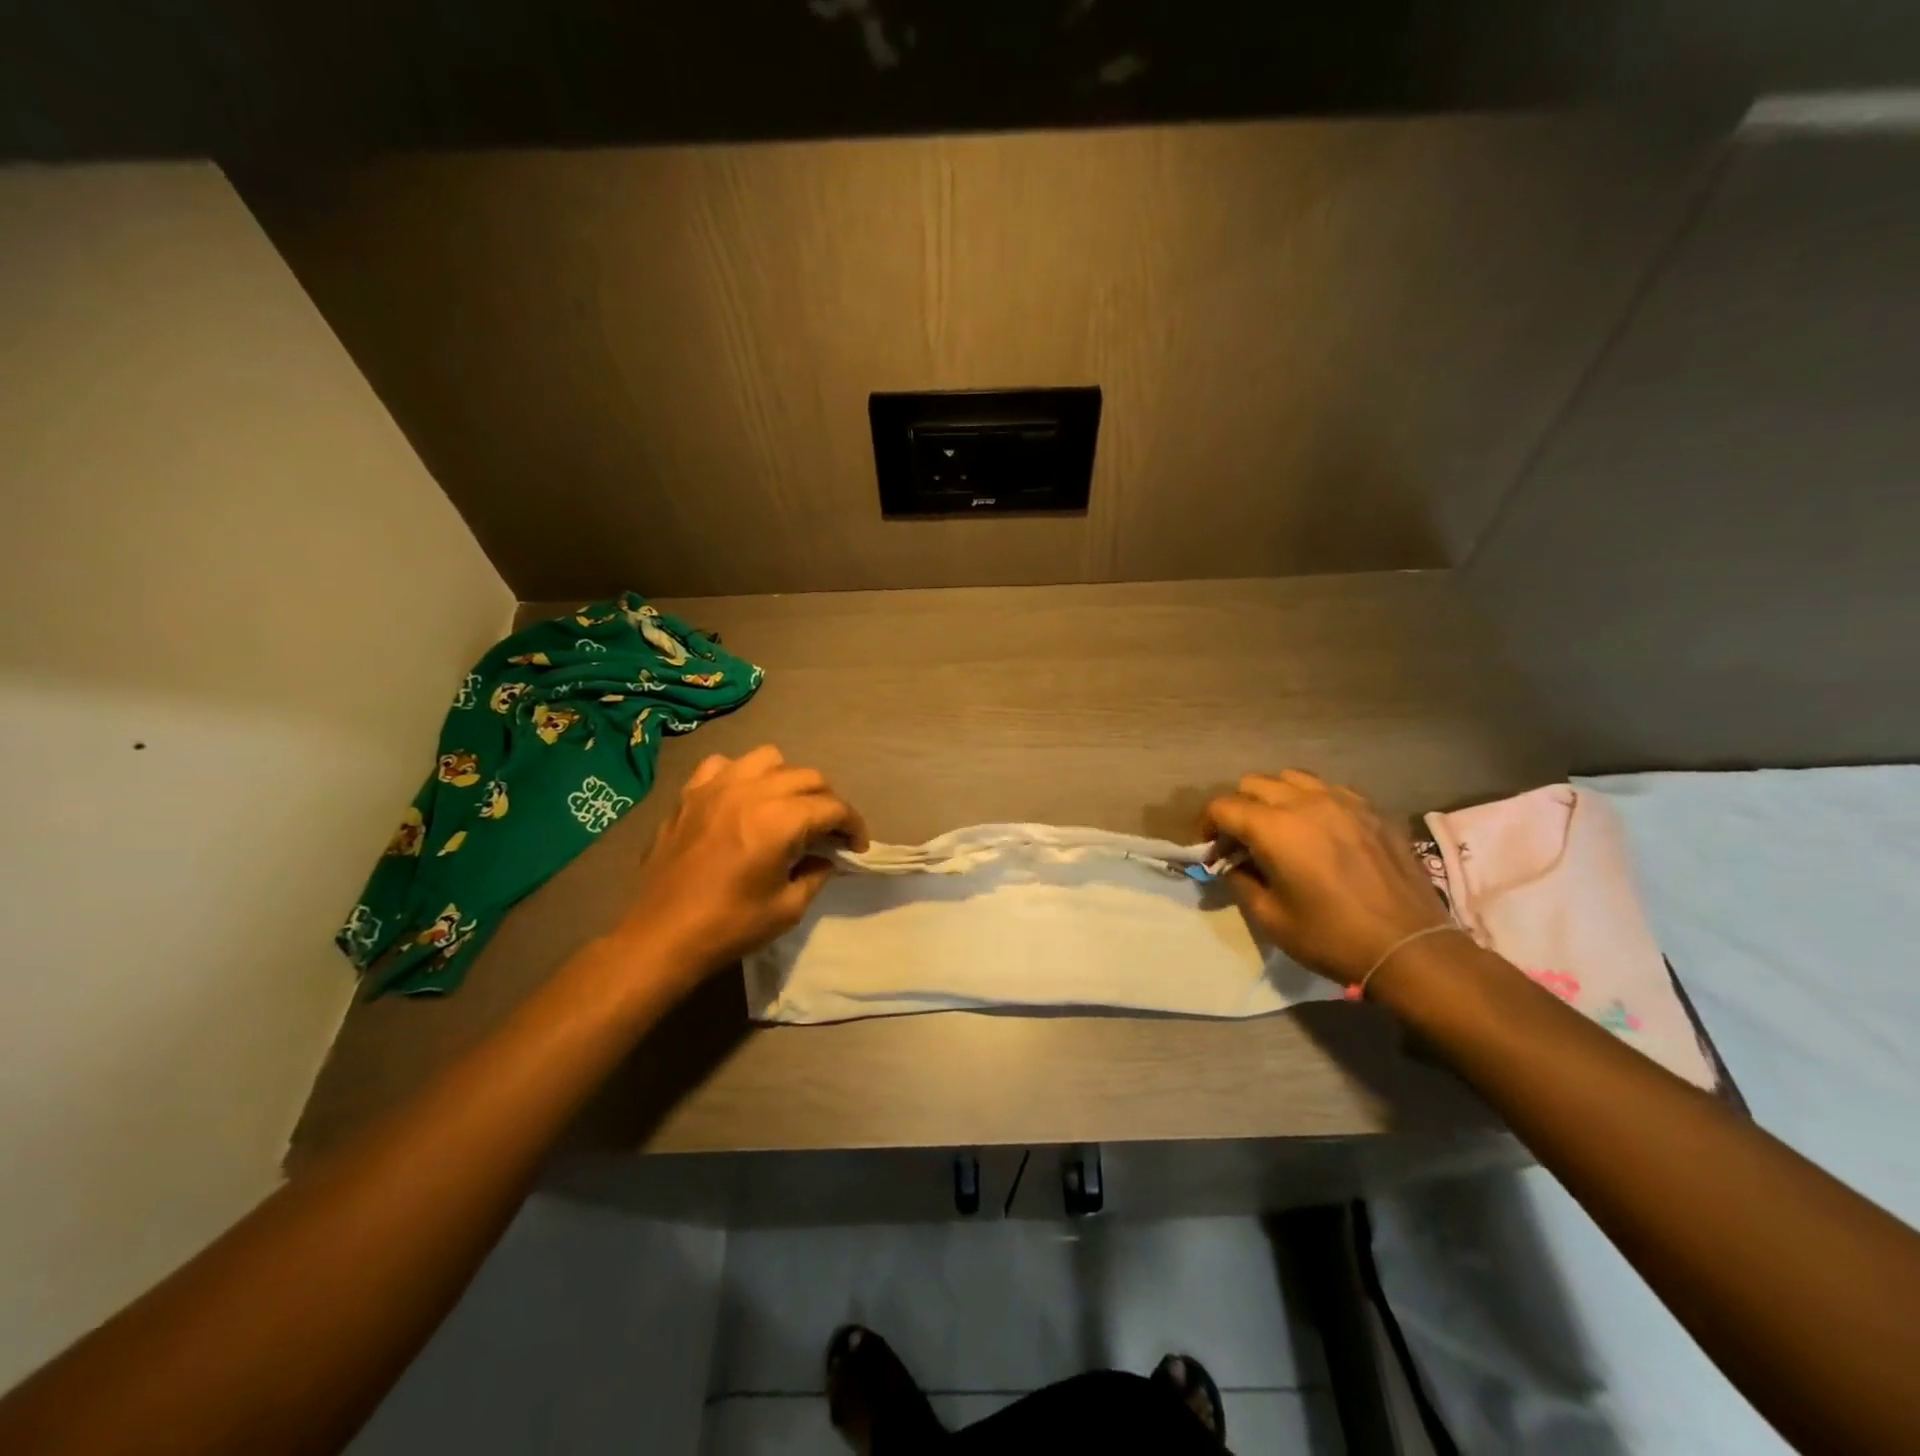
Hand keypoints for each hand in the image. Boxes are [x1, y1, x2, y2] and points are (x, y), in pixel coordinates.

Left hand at [617, 745, 867, 980]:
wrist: (661, 936)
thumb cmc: (729, 926)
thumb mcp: (788, 908)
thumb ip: (816, 874)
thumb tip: (827, 858)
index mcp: (780, 821)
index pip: (833, 807)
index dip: (853, 825)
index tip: (856, 847)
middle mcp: (752, 791)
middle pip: (808, 776)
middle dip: (827, 802)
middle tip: (828, 832)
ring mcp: (717, 787)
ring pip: (769, 759)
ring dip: (787, 780)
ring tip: (786, 807)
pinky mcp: (690, 793)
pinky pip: (724, 764)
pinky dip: (741, 775)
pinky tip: (741, 799)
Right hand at [1201, 770, 1448, 985]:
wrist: (1410, 947)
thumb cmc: (1331, 937)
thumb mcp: (1270, 918)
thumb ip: (1240, 880)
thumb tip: (1232, 863)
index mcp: (1274, 828)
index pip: (1223, 806)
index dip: (1207, 825)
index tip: (1209, 848)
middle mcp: (1306, 802)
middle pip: (1253, 784)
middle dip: (1238, 808)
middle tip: (1241, 840)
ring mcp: (1343, 800)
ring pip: (1292, 778)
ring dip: (1274, 797)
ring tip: (1279, 827)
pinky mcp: (1372, 809)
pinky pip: (1330, 788)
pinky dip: (1312, 800)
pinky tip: (1320, 829)